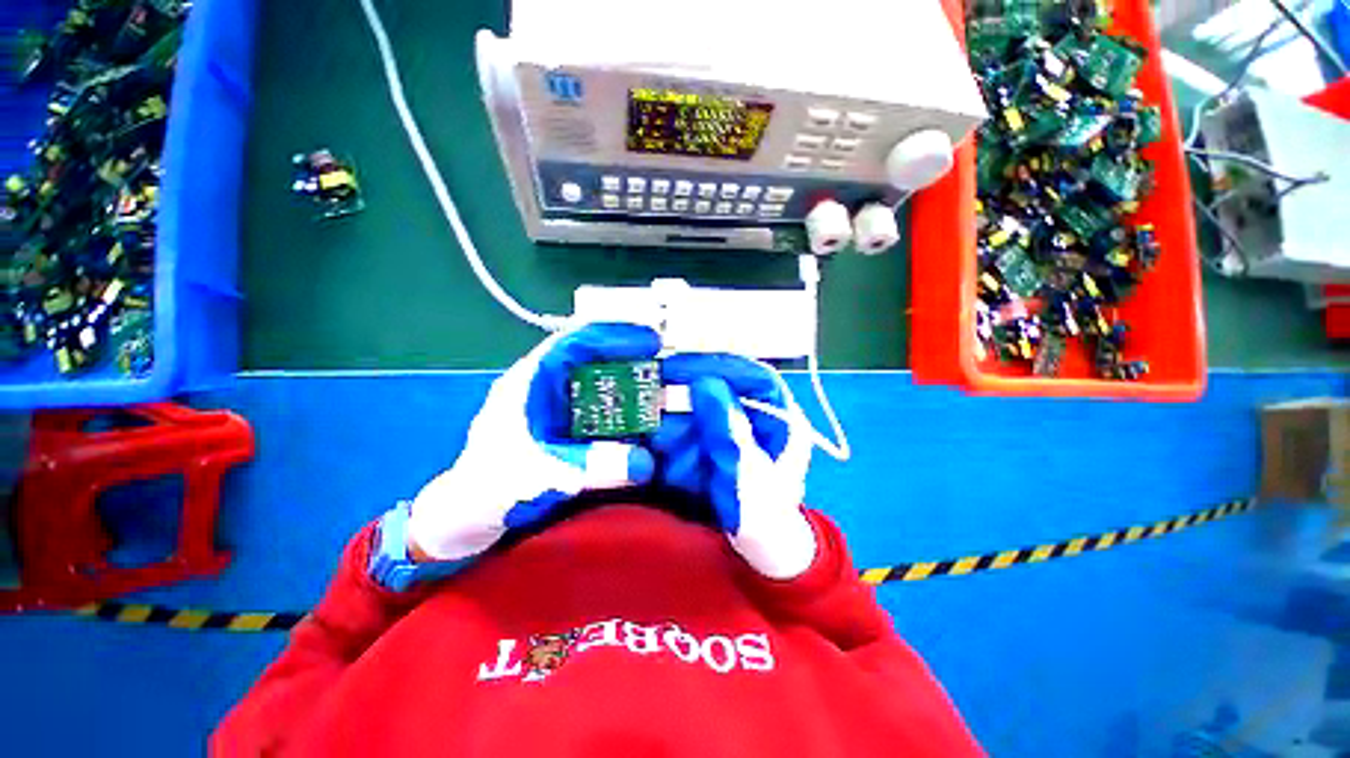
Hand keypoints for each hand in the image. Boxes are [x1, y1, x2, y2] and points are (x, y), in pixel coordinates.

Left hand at [408, 323, 661, 560]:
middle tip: (666, 366)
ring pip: (599, 385)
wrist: (465, 521)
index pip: (573, 342)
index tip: (648, 340)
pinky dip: (623, 412)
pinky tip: (645, 420)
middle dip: (628, 358)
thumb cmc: (486, 491)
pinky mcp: (566, 432)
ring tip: (663, 390)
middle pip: (592, 359)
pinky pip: (601, 412)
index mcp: (528, 382)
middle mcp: (546, 389)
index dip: (611, 335)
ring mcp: (557, 411)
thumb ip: (588, 469)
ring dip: (629, 385)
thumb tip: (645, 463)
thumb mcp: (536, 476)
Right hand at [654, 354, 815, 578]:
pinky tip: (687, 477)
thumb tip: (705, 382)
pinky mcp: (720, 446)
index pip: (753, 376)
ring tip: (686, 471)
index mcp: (783, 419)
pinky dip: (684, 454)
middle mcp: (760, 419)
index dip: (719, 366)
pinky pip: (695, 438)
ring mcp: (738, 432)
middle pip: (721, 398)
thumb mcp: (748, 474)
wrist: (764, 551)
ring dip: (686, 442)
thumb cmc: (767, 517)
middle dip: (693, 420)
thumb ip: (727, 429)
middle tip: (667, 437)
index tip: (680, 367)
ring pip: (702, 419)